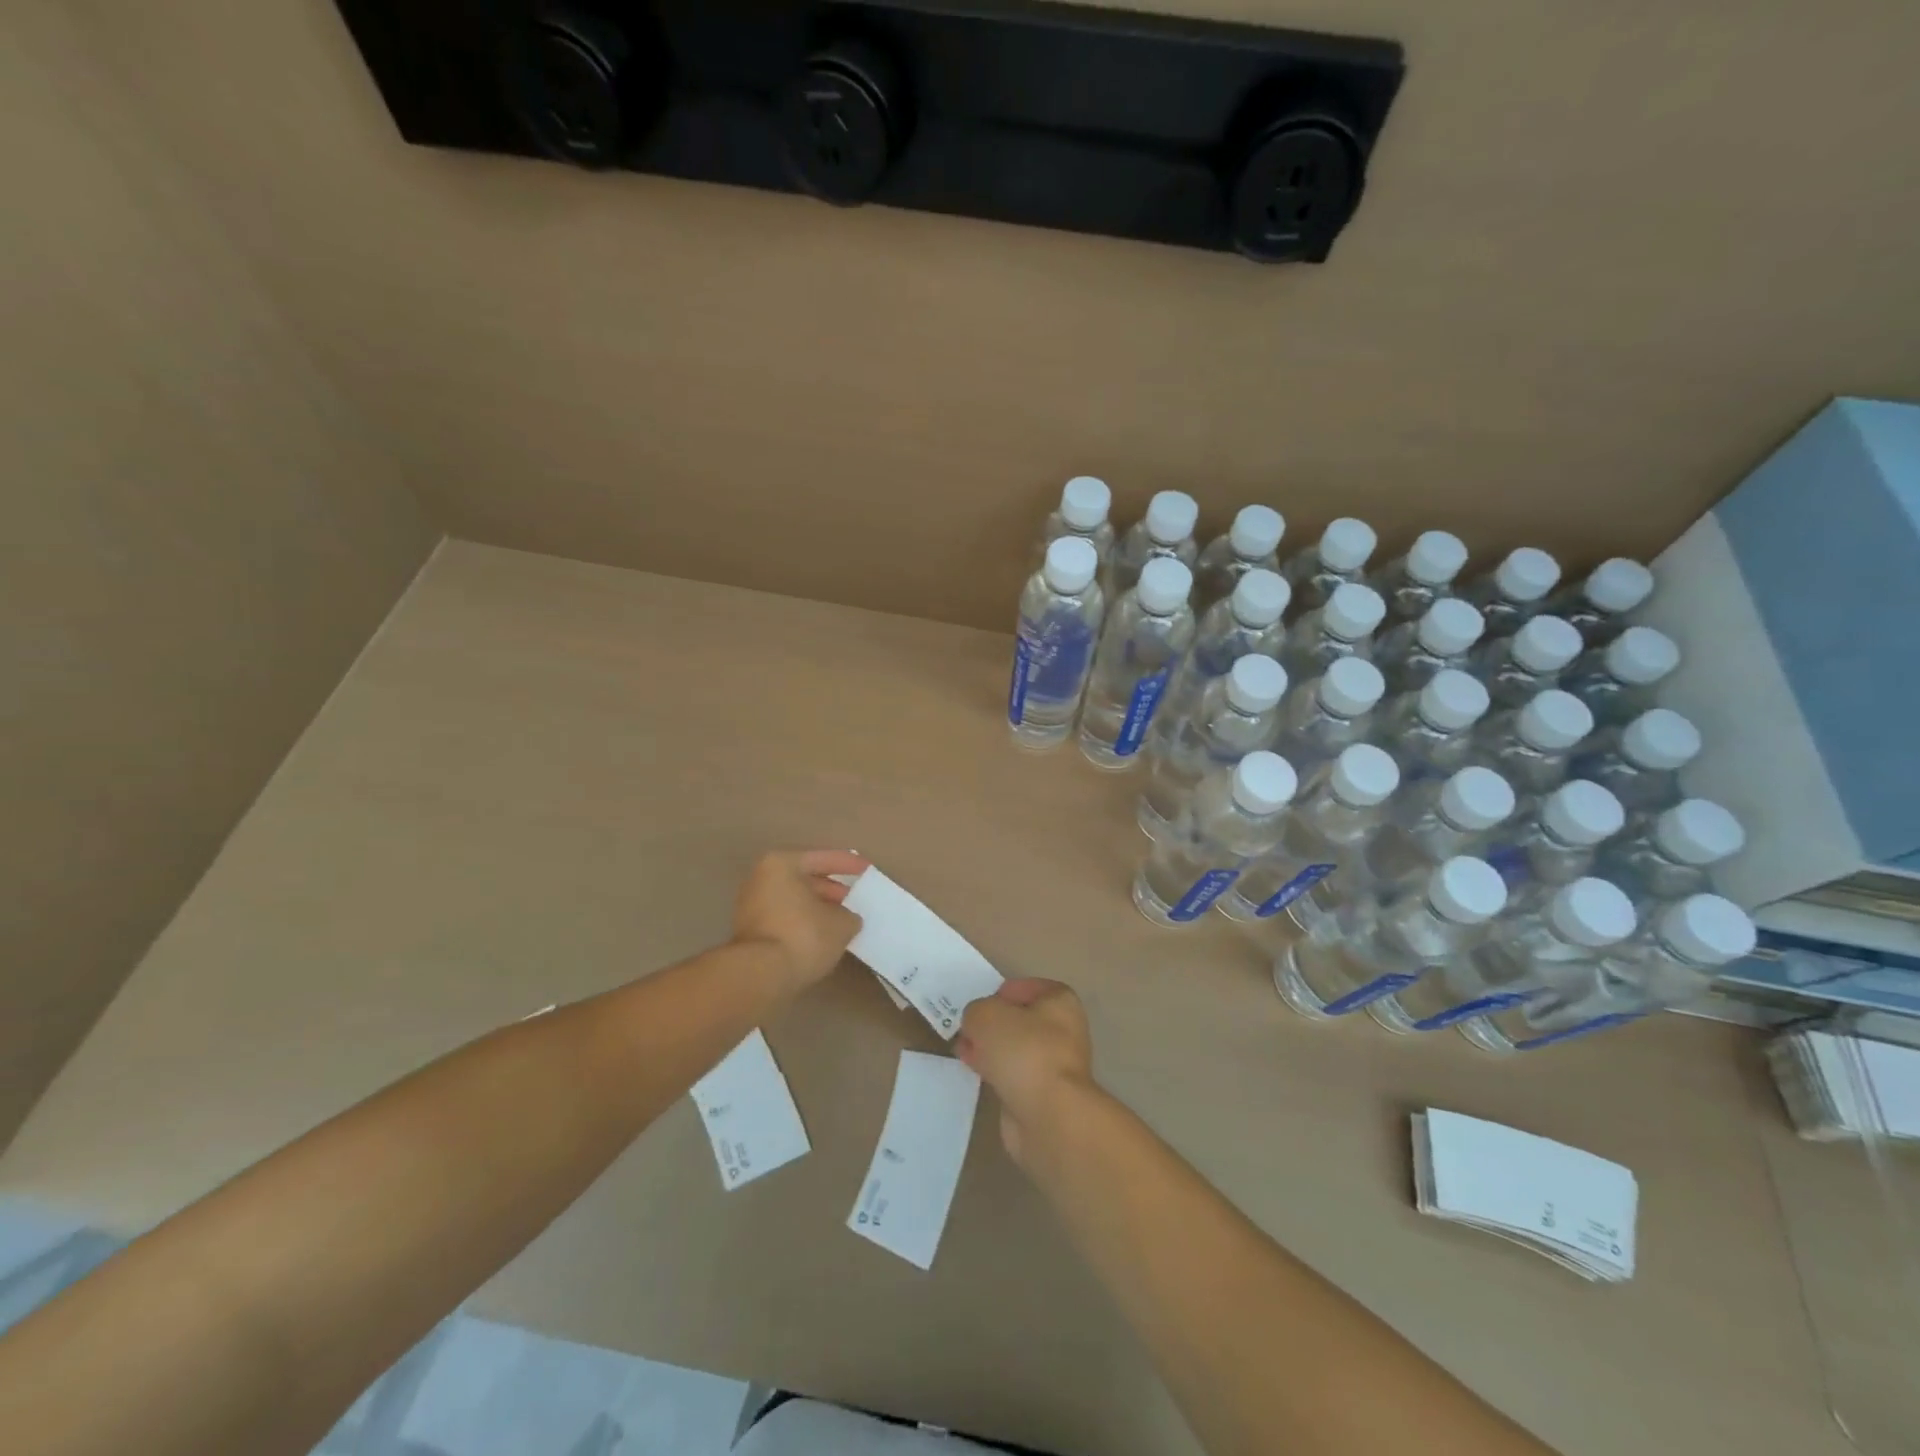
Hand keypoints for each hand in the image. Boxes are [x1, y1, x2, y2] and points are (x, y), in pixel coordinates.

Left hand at [733, 850, 868, 989]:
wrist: (760, 976)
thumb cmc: (803, 936)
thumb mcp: (841, 924)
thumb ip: (849, 915)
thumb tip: (846, 918)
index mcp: (781, 864)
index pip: (822, 859)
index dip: (849, 864)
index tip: (867, 871)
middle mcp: (761, 879)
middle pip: (804, 879)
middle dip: (832, 889)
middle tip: (855, 899)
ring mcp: (751, 906)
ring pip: (794, 900)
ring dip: (818, 908)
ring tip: (843, 920)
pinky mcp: (750, 932)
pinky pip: (785, 918)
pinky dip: (804, 923)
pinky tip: (823, 936)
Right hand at [957, 979, 1093, 1165]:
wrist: (1048, 1115)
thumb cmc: (1023, 1050)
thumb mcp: (986, 1015)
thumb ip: (975, 1011)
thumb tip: (975, 1023)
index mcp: (1060, 1002)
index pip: (1027, 988)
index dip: (1001, 993)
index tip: (979, 1005)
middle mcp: (1064, 1030)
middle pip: (1020, 1020)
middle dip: (992, 1024)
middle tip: (966, 1029)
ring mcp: (1055, 1065)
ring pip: (1015, 1049)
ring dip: (991, 1050)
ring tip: (963, 1051)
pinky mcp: (1043, 1095)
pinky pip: (1013, 1075)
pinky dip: (996, 1073)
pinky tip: (976, 1073)